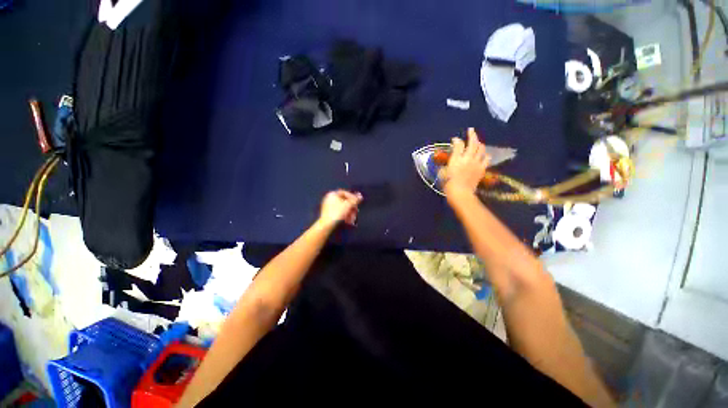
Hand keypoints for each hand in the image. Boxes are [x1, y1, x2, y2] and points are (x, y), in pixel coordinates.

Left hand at [318, 190, 362, 227]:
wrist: (326, 225)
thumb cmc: (337, 213)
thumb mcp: (348, 205)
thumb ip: (355, 200)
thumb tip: (360, 196)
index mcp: (332, 194)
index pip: (345, 193)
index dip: (353, 197)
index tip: (358, 203)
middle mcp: (329, 199)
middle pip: (345, 202)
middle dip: (352, 208)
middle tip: (356, 212)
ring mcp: (328, 207)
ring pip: (343, 208)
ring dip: (349, 213)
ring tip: (352, 219)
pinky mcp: (328, 214)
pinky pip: (339, 213)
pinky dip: (345, 216)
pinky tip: (348, 221)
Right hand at [444, 128, 489, 197]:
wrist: (461, 193)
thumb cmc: (448, 184)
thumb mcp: (443, 173)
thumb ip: (446, 165)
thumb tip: (449, 162)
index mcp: (456, 159)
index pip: (458, 145)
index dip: (456, 140)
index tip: (454, 139)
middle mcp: (467, 158)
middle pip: (473, 143)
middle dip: (472, 135)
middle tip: (471, 130)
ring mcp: (476, 163)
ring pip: (481, 148)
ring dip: (479, 143)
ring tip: (477, 142)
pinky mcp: (482, 169)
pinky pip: (487, 159)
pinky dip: (485, 155)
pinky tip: (484, 155)